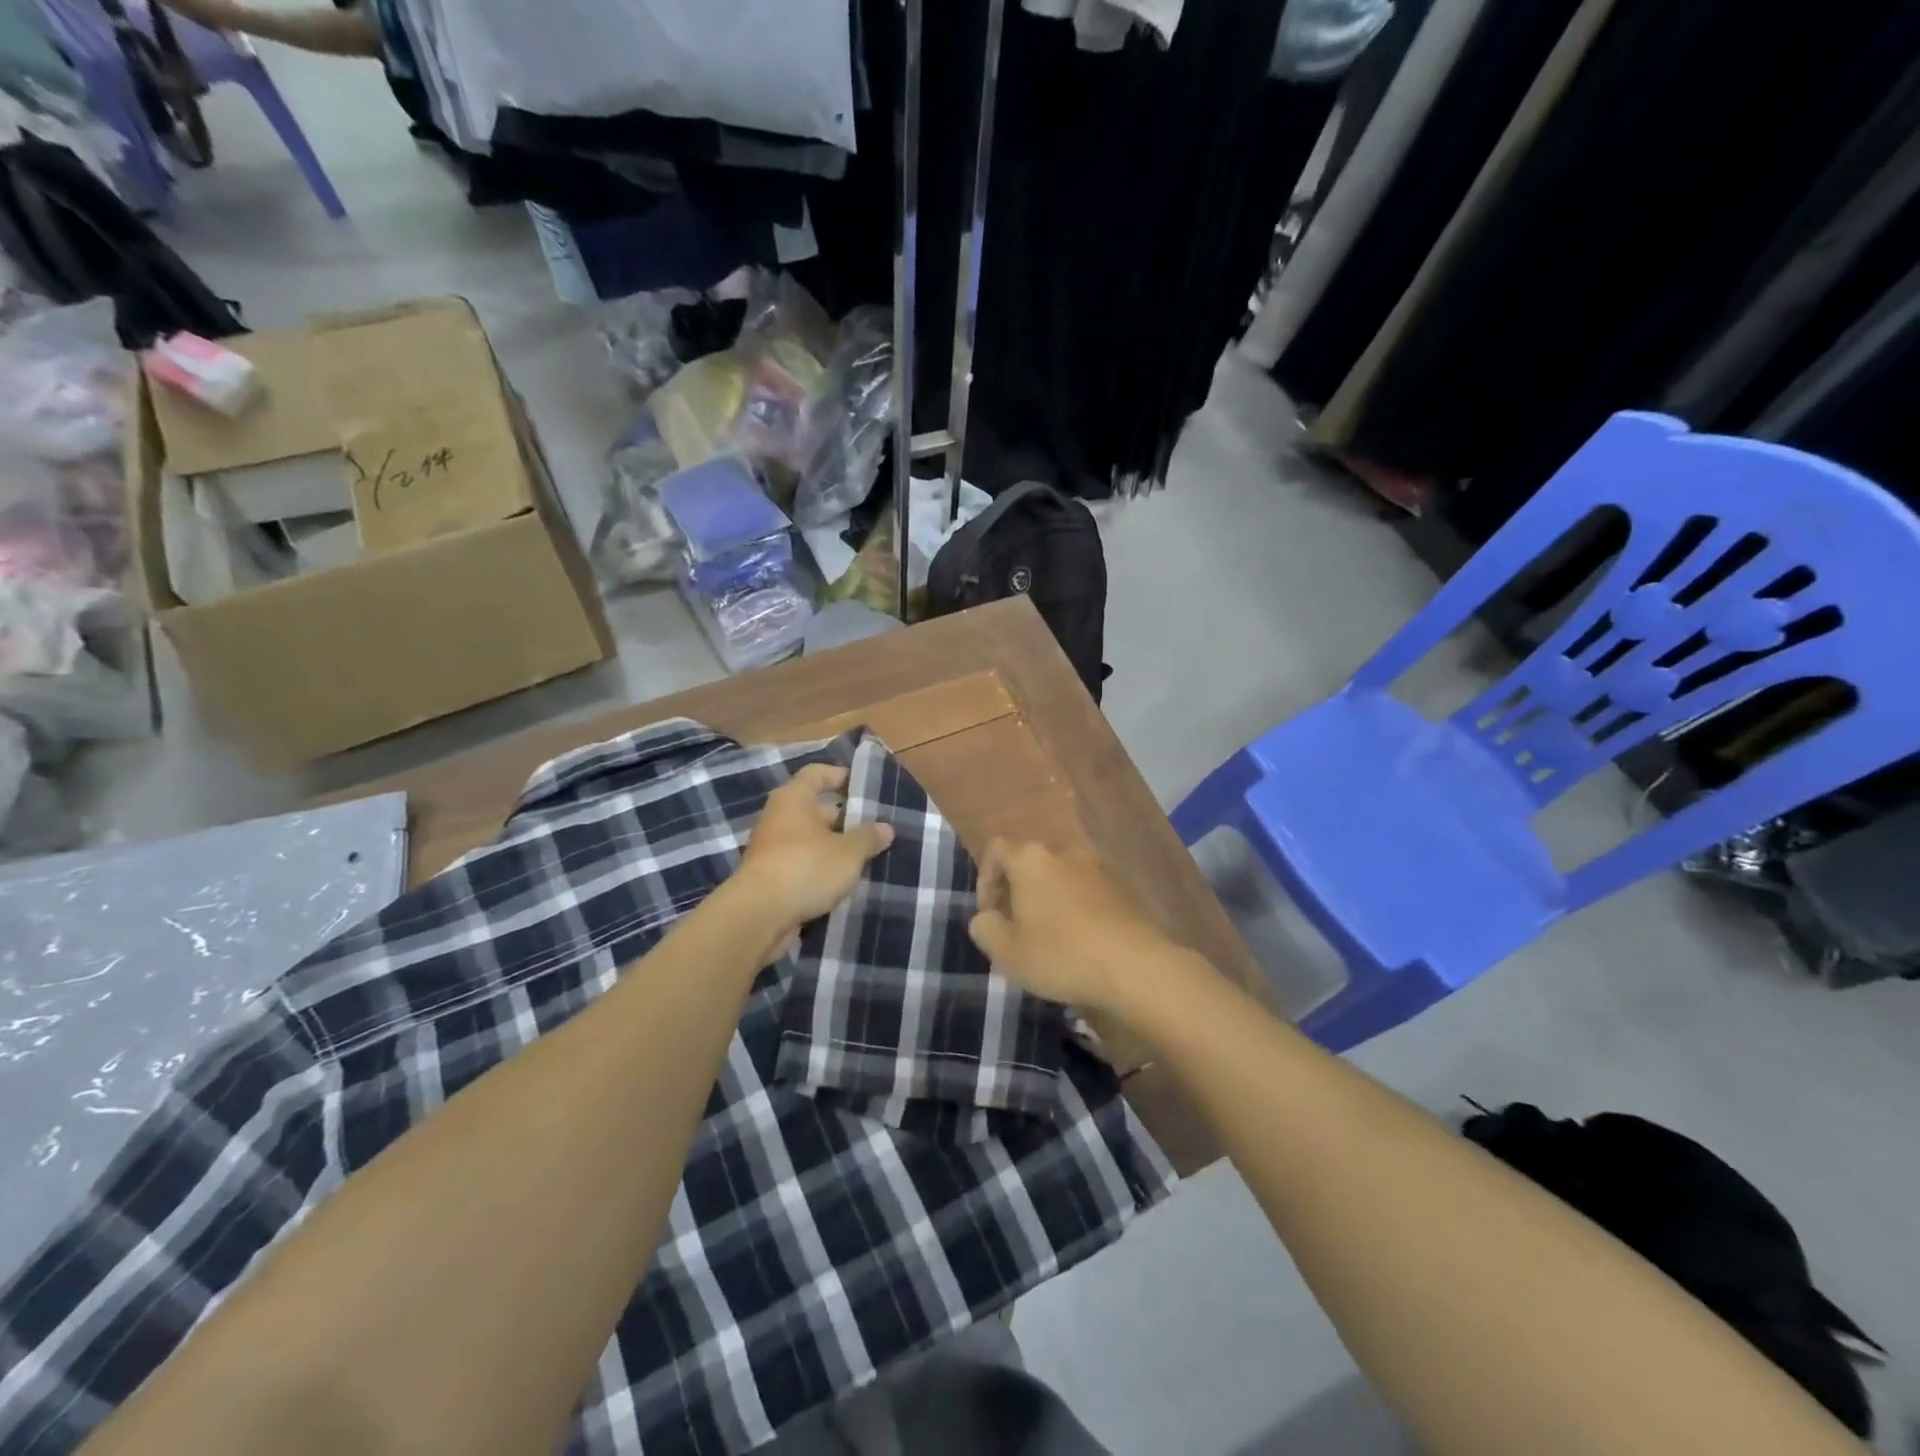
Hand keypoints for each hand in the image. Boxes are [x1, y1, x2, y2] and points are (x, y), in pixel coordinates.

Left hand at [737, 765, 894, 938]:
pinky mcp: (769, 878)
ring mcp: (770, 849)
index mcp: (794, 798)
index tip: (863, 785)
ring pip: (808, 840)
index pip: (816, 774)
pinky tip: (841, 882)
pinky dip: (818, 870)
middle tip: (872, 829)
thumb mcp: (849, 852)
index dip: (839, 775)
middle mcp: (778, 818)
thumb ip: (868, 838)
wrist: (759, 916)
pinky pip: (800, 865)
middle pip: (813, 809)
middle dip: (843, 818)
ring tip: (863, 857)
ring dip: (832, 847)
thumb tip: (885, 828)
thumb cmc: (806, 867)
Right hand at [967, 841, 1180, 1009]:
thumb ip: (984, 928)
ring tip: (1050, 937)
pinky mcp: (1124, 886)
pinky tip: (1081, 940)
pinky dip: (1077, 906)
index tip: (990, 914)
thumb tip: (987, 918)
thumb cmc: (1061, 954)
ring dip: (1049, 899)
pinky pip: (1088, 889)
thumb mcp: (1006, 952)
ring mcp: (1099, 865)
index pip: (996, 849)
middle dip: (1018, 890)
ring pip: (1061, 875)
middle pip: (1030, 861)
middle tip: (1016, 927)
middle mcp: (1064, 851)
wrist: (1136, 966)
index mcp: (1031, 858)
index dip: (985, 879)